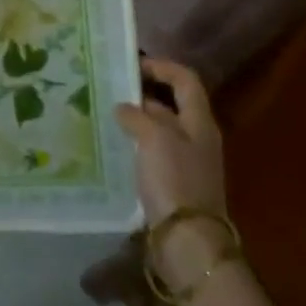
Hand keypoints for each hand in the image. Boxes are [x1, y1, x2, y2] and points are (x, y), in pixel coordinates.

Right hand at [116, 57, 232, 291]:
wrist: (187, 241)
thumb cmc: (174, 180)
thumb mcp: (154, 138)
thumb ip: (138, 116)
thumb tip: (124, 107)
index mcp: (199, 121)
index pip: (185, 80)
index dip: (162, 67)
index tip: (132, 65)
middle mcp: (197, 138)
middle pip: (173, 104)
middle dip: (144, 94)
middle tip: (111, 90)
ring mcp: (187, 162)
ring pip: (161, 130)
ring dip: (137, 120)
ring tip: (106, 116)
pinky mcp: (174, 184)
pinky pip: (154, 153)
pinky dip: (136, 145)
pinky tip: (114, 148)